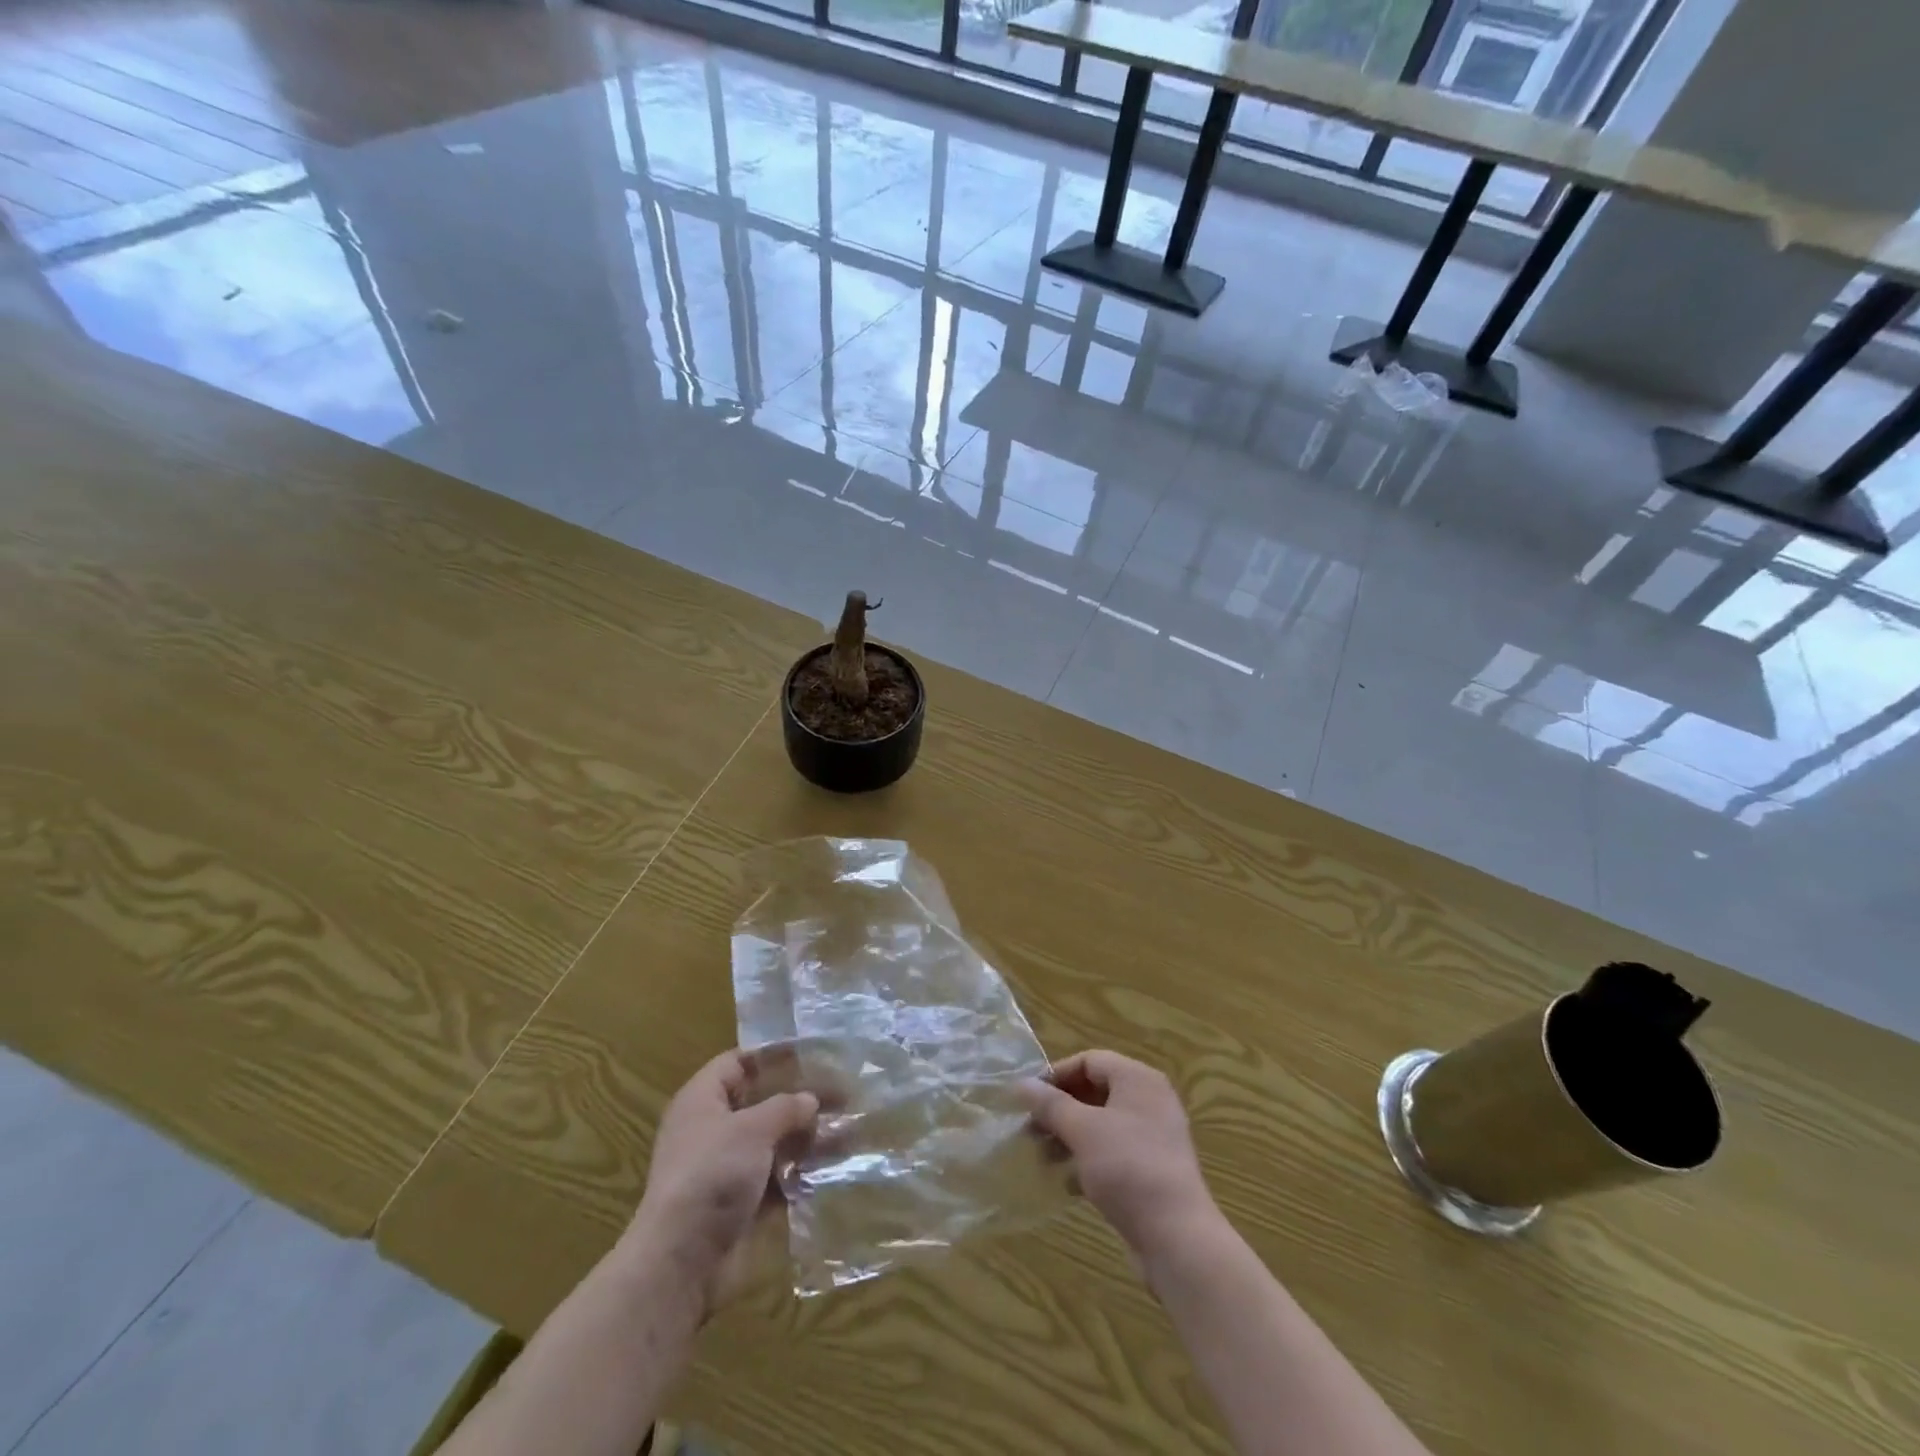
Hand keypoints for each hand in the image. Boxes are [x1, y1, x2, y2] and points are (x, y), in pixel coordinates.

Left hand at [623, 1049, 818, 1316]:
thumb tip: (810, 1099)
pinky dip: (801, 1173)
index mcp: (702, 1100)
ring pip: (773, 1142)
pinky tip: (835, 1168)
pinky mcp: (740, 1204)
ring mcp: (726, 1168)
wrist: (681, 1262)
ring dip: (806, 1137)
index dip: (771, 1055)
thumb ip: (785, 1107)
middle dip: (799, 1098)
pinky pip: (777, 1179)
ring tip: (848, 1130)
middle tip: (841, 1092)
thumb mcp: (752, 1129)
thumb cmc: (711, 1174)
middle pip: (761, 1102)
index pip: (737, 1062)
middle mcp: (712, 1130)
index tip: (811, 1051)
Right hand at [1024, 1050, 1218, 1258]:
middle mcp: (1150, 1100)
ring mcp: (1154, 1136)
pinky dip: (1089, 1160)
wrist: (1177, 1237)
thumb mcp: (1082, 1130)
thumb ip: (1050, 1104)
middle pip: (1096, 1091)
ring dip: (1070, 1136)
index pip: (1089, 1060)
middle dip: (1060, 1109)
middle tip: (1031, 1129)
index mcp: (1138, 1079)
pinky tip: (1068, 1183)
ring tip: (1043, 1157)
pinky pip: (1114, 1152)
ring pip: (1102, 1124)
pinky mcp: (1153, 1169)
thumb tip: (1021, 1083)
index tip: (1028, 1099)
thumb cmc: (1127, 1168)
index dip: (1057, 1074)